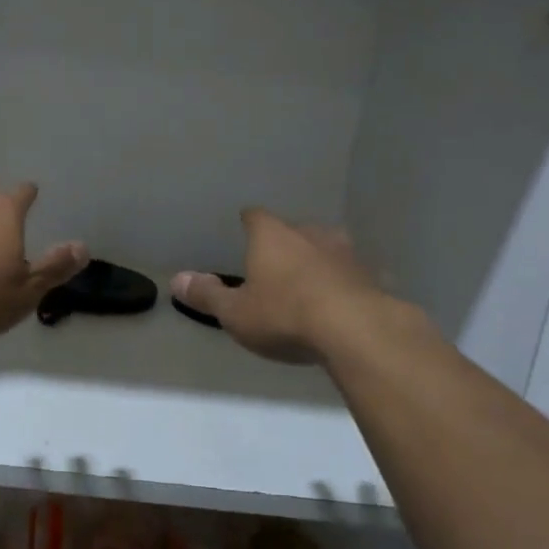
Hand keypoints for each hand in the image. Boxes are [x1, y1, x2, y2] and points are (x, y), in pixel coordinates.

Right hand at [171, 209, 386, 364]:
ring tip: (311, 281)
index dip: (249, 223)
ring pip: (328, 248)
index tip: (245, 228)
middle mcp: (310, 234)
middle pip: (295, 230)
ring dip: (319, 260)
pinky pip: (354, 276)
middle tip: (276, 264)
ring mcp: (346, 253)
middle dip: (286, 243)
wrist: (356, 331)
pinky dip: (346, 284)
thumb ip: (207, 295)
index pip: (256, 217)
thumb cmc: (284, 315)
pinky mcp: (373, 277)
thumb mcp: (236, 313)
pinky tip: (343, 303)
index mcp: (272, 237)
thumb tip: (176, 280)